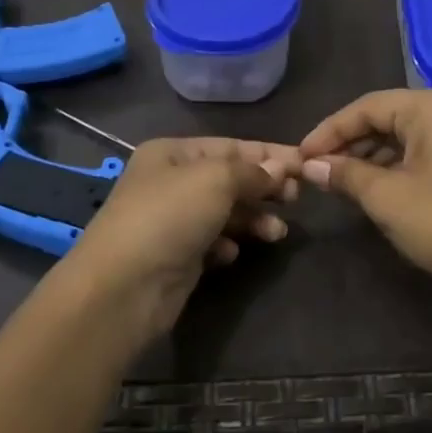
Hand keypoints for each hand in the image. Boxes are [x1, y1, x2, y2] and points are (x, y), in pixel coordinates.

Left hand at [65, 138, 299, 335]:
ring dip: (253, 219)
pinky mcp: (176, 255)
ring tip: (277, 233)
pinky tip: (232, 253)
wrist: (125, 286)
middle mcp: (170, 182)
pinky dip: (228, 244)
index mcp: (172, 153)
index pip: (231, 146)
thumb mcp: (216, 180)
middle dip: (264, 188)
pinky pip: (212, 241)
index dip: (269, 154)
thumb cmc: (170, 217)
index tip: (306, 164)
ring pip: (225, 212)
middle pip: (229, 179)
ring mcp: (172, 220)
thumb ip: (252, 172)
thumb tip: (281, 169)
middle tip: (296, 199)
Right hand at [300, 89, 431, 295]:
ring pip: (403, 134)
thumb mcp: (385, 196)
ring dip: (368, 154)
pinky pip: (421, 149)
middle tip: (316, 168)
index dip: (329, 131)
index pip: (367, 107)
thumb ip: (345, 173)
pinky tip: (370, 184)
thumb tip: (310, 165)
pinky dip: (393, 163)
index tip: (301, 156)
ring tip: (337, 178)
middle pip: (386, 116)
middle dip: (348, 143)